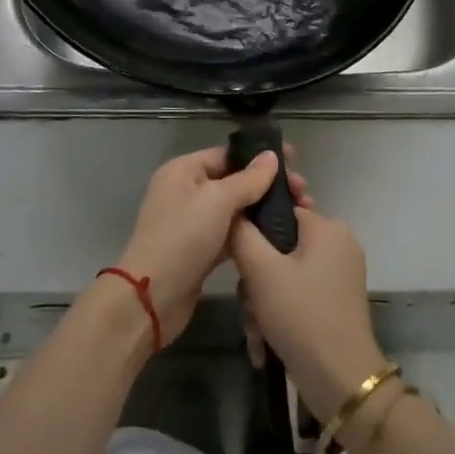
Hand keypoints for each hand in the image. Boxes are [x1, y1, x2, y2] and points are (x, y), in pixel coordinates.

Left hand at [115, 146, 311, 344]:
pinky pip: (232, 233)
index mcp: (184, 170)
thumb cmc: (182, 238)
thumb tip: (271, 156)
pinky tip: (279, 235)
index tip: (294, 162)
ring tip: (299, 212)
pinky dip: (252, 233)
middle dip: (267, 185)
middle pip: (234, 181)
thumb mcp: (217, 201)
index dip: (259, 157)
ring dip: (263, 210)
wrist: (152, 298)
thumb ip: (248, 179)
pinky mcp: (201, 251)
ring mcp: (193, 223)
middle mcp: (187, 191)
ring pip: (235, 209)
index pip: (227, 155)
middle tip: (302, 193)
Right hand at [230, 206, 385, 421]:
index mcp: (328, 228)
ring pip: (285, 274)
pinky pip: (297, 295)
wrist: (340, 383)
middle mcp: (338, 245)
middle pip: (280, 246)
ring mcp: (339, 276)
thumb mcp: (261, 270)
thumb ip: (242, 233)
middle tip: (247, 302)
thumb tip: (235, 211)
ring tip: (255, 331)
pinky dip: (278, 314)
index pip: (282, 208)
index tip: (238, 251)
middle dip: (256, 278)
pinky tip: (263, 343)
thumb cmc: (301, 315)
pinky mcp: (335, 304)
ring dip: (262, 301)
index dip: (255, 228)